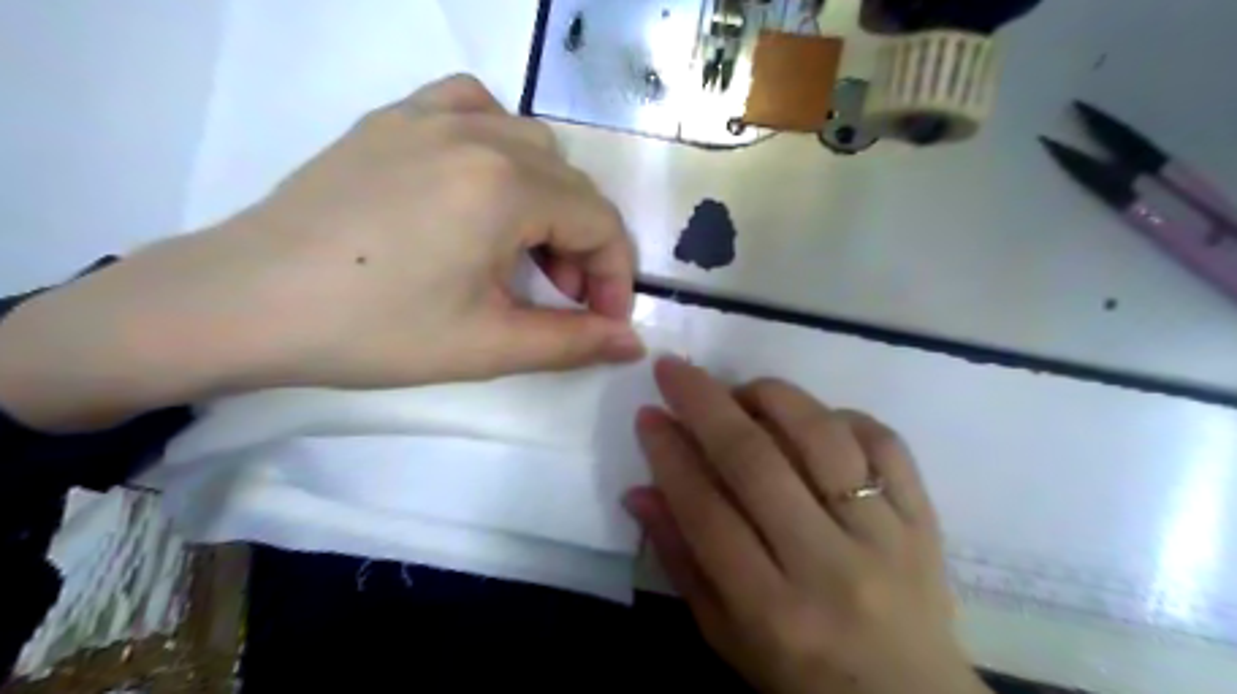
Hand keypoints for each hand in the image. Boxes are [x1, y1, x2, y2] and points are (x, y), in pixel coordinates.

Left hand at [0, 75, 635, 433]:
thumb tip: (634, 345)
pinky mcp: (393, 120)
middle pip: (572, 185)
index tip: (604, 321)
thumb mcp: (488, 346)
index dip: (615, 276)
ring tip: (523, 249)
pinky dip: (501, 145)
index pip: (600, 222)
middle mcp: (479, 134)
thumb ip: (574, 343)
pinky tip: (485, 183)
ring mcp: (430, 117)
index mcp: (506, 186)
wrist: (245, 303)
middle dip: (584, 246)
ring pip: (533, 144)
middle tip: (561, 297)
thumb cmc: (375, 331)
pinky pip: (474, 108)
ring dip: (550, 198)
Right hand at [631, 358, 987, 692]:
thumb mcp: (725, 636)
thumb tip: (639, 492)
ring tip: (742, 391)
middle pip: (757, 463)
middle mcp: (830, 568)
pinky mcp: (925, 520)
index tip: (648, 415)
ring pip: (823, 439)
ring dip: (773, 398)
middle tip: (674, 369)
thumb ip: (682, 561)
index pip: (707, 512)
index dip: (670, 455)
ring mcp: (886, 538)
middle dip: (705, 404)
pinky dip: (843, 415)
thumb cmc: (801, 675)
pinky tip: (814, 419)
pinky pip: (886, 443)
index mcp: (772, 611)